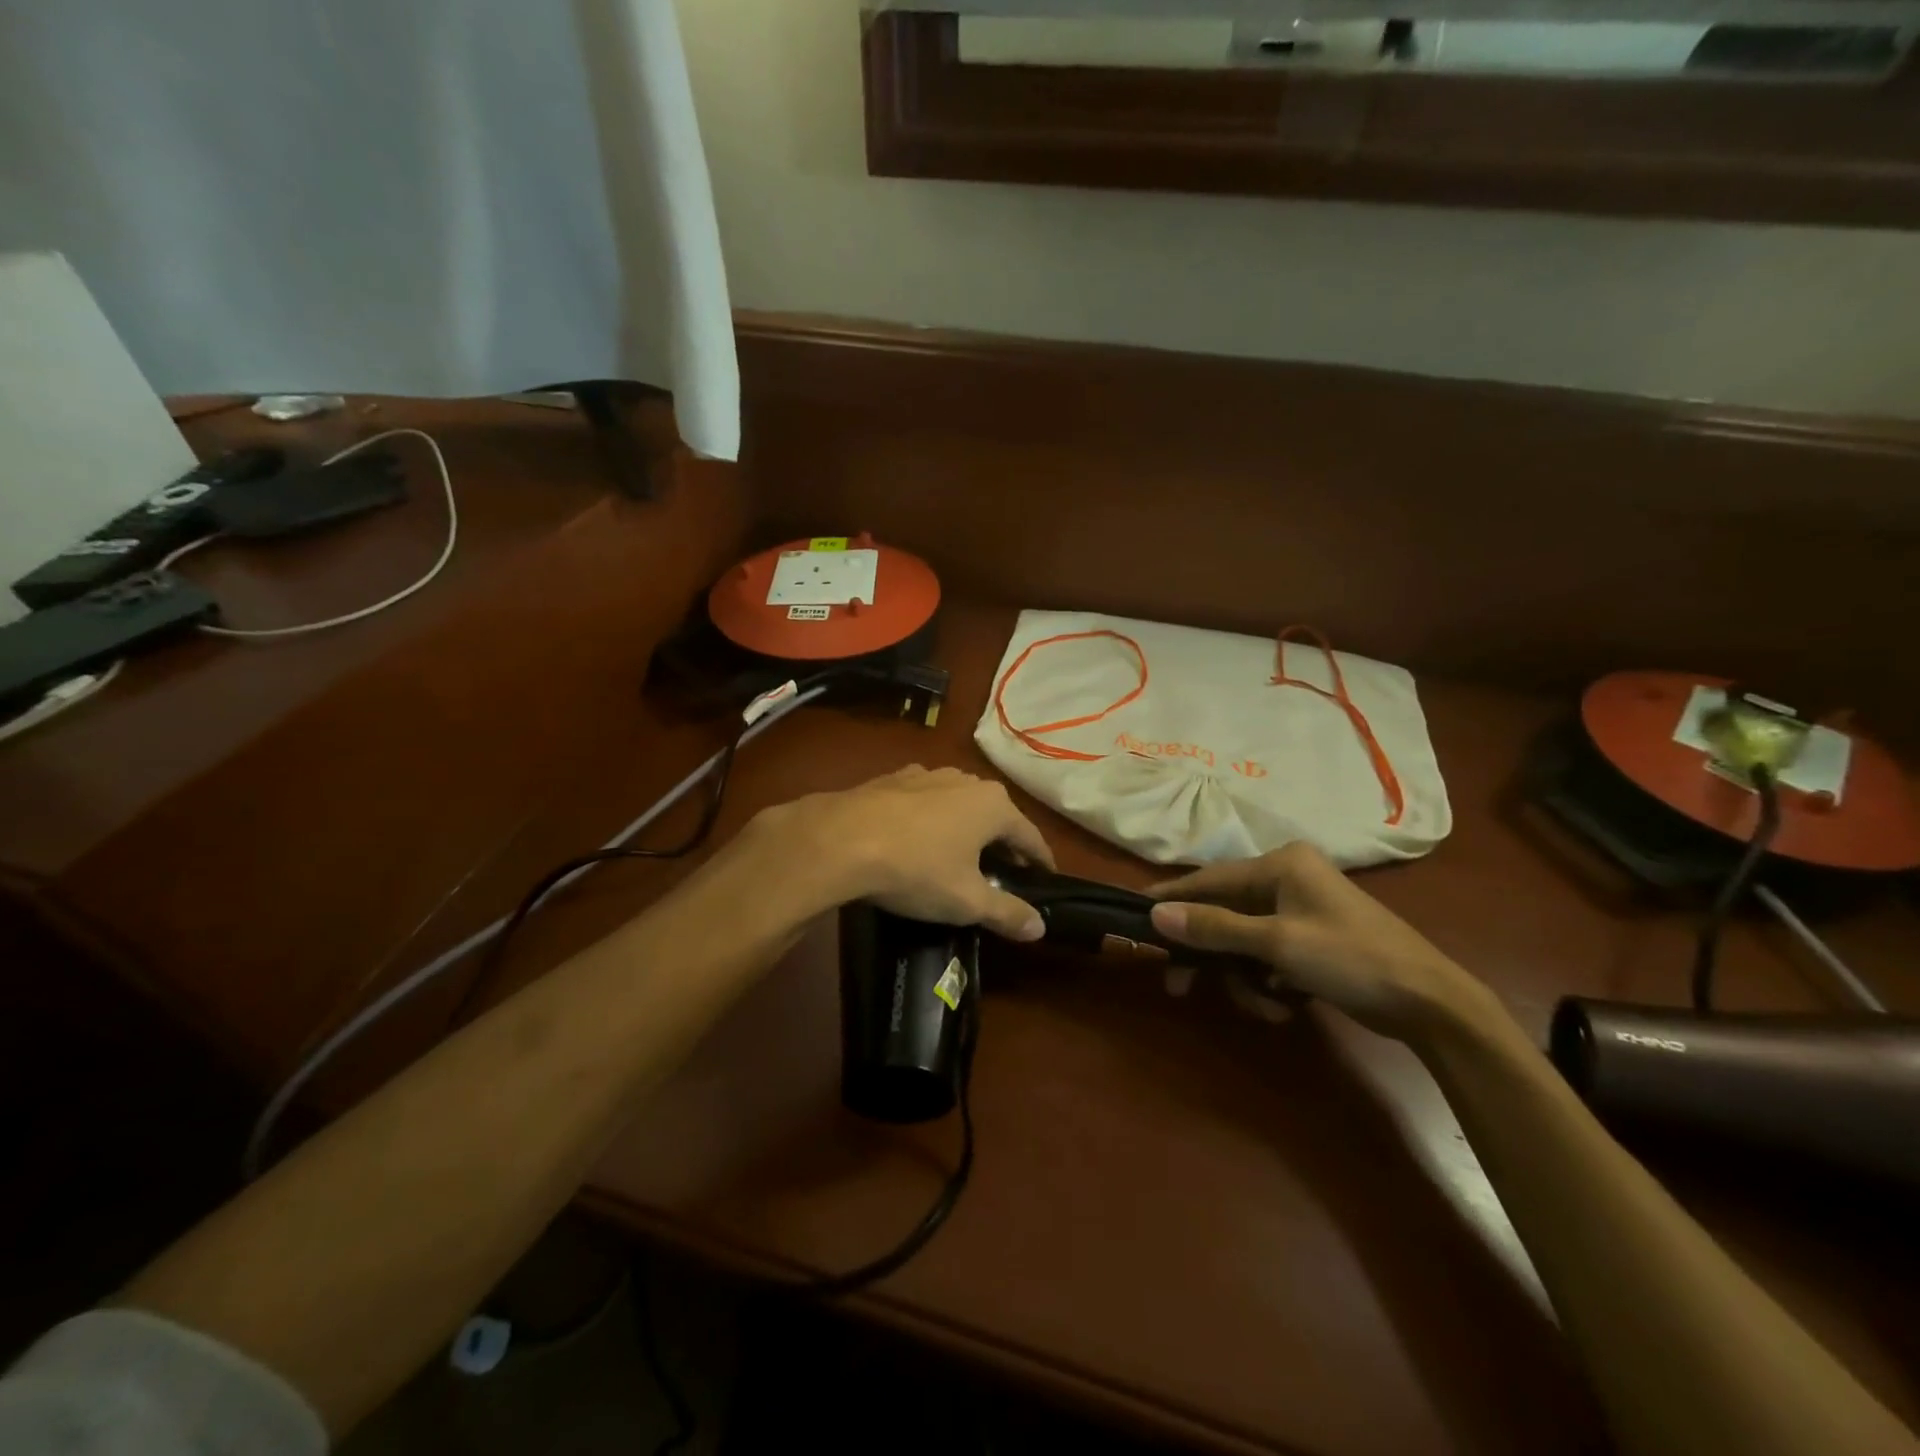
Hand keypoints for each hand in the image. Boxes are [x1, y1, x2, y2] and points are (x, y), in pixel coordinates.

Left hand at [752, 766, 1054, 940]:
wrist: (840, 840)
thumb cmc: (916, 869)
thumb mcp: (967, 901)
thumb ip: (1008, 913)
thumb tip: (1040, 927)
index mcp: (993, 805)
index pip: (1030, 836)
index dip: (1040, 862)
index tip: (1045, 879)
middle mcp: (966, 780)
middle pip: (996, 816)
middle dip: (1002, 844)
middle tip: (1003, 873)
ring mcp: (927, 774)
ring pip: (959, 805)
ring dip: (965, 829)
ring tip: (960, 856)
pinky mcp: (892, 778)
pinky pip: (925, 801)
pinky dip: (931, 820)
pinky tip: (917, 839)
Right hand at [1148, 843, 1493, 1041]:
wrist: (1431, 1004)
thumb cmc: (1352, 959)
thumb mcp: (1277, 943)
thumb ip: (1214, 927)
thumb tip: (1156, 914)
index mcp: (1281, 864)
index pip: (1209, 878)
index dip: (1172, 898)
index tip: (1134, 913)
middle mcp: (1287, 878)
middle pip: (1225, 913)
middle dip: (1211, 954)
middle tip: (1180, 986)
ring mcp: (1301, 910)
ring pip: (1244, 941)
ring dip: (1243, 976)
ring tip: (1263, 1005)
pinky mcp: (1311, 940)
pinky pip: (1267, 955)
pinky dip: (1266, 981)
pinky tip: (1283, 1006)